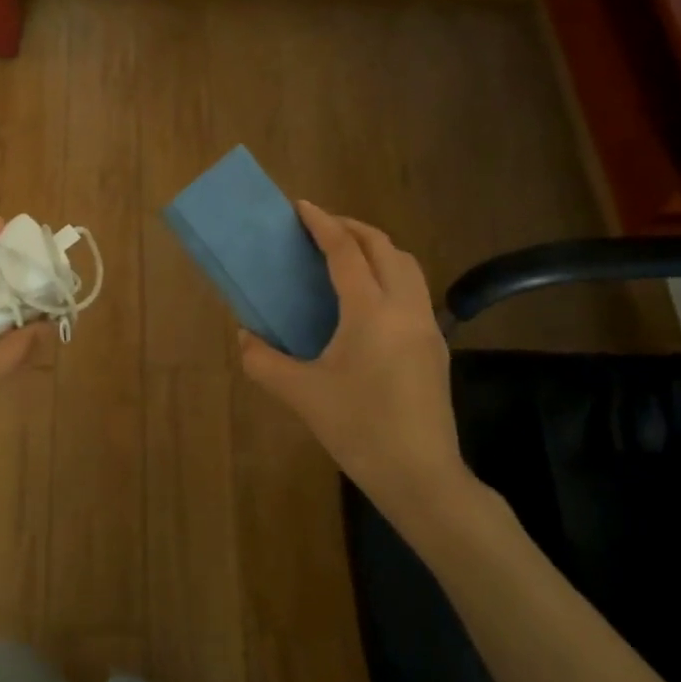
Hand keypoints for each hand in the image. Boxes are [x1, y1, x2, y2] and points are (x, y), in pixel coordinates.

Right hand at [239, 202, 473, 505]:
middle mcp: (404, 308)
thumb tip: (245, 336)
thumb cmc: (358, 429)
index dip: (322, 224)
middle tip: (320, 228)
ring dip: (376, 248)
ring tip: (345, 254)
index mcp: (370, 312)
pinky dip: (389, 272)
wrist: (420, 475)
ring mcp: (426, 325)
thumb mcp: (300, 395)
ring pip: (406, 265)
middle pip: (383, 246)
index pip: (346, 251)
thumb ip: (263, 361)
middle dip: (352, 228)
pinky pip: (413, 289)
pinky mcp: (435, 345)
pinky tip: (367, 297)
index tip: (302, 206)